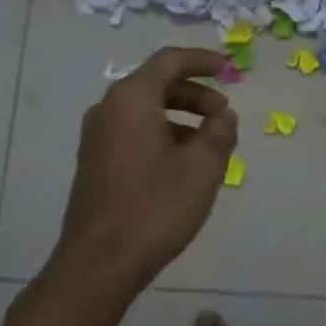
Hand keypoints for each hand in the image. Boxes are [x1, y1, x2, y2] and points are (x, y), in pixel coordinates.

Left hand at [54, 47, 238, 300]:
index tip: (230, 69)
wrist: (98, 264)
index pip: (170, 61)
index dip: (203, 60)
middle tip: (224, 116)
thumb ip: (220, 132)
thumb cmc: (154, 207)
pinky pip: (133, 133)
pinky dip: (162, 135)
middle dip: (196, 95)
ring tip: (210, 146)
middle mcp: (108, 109)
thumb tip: (223, 116)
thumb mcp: (202, 167)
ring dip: (181, 118)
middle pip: (157, 85)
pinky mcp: (95, 163)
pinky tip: (183, 166)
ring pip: (146, 111)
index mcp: (131, 98)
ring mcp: (96, 137)